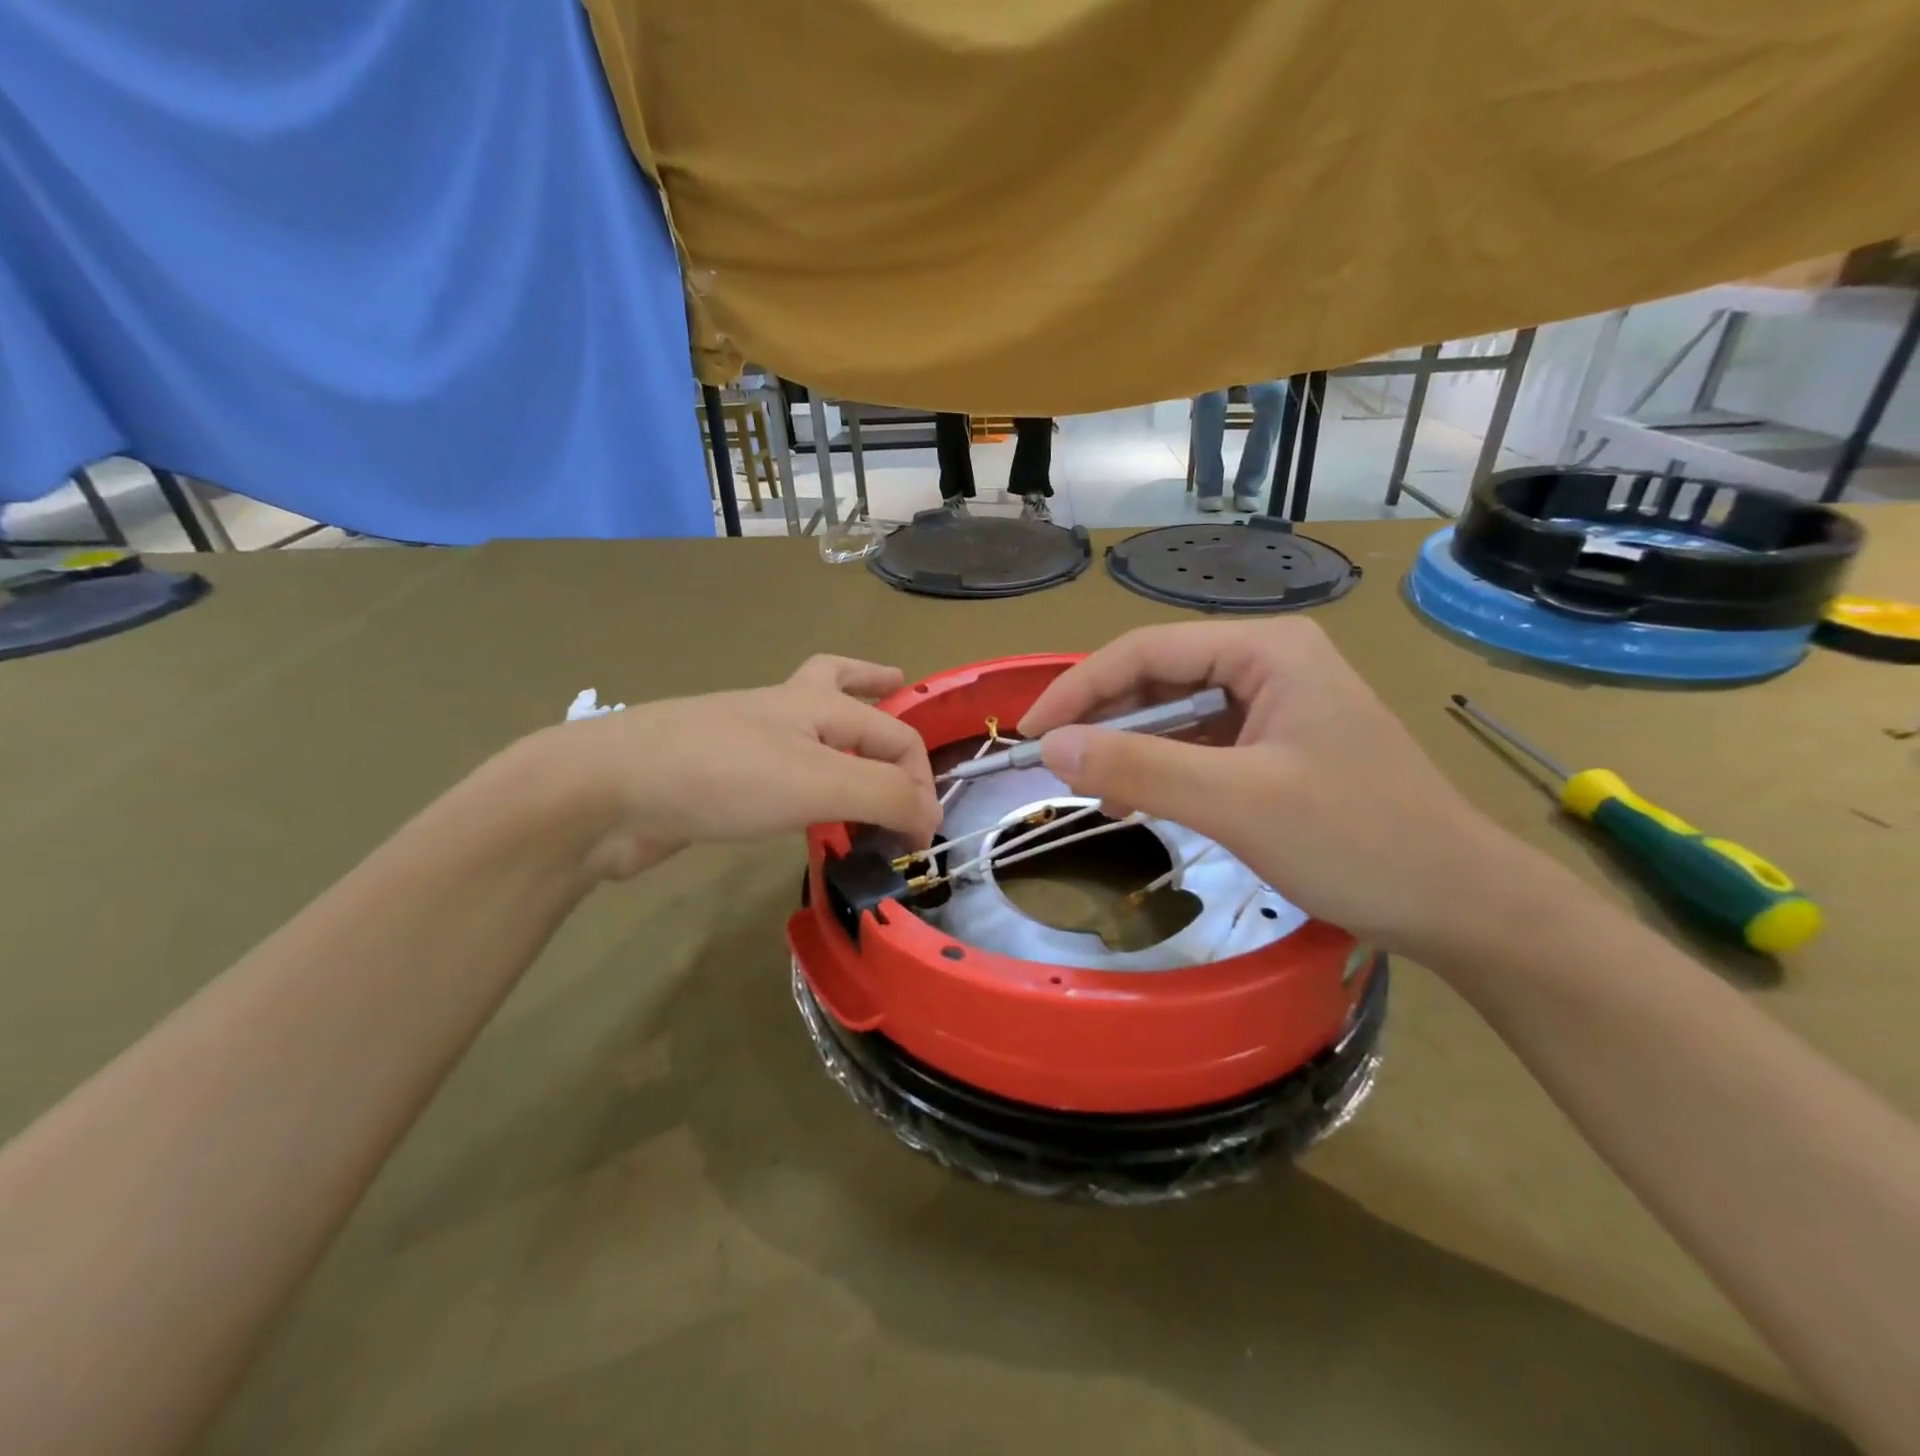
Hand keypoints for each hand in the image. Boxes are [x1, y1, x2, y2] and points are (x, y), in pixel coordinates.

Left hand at [559, 656, 938, 880]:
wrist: (609, 792)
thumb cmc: (725, 775)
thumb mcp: (819, 783)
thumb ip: (883, 796)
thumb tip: (929, 818)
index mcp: (817, 703)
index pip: (895, 733)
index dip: (919, 780)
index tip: (921, 835)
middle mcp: (786, 713)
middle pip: (840, 684)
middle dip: (874, 686)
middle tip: (898, 687)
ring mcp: (748, 744)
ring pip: (809, 731)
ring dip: (842, 736)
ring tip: (863, 756)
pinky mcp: (721, 780)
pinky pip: (781, 774)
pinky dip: (808, 784)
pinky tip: (808, 808)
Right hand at [1018, 620, 1534, 955]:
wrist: (1460, 905)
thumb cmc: (1358, 840)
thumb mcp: (1237, 803)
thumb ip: (1139, 769)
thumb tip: (1050, 748)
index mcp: (1266, 651)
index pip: (1147, 651)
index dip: (1079, 689)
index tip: (1029, 734)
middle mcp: (1269, 664)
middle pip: (1159, 677)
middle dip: (1102, 720)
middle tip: (1053, 767)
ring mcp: (1275, 707)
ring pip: (1176, 715)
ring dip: (1129, 749)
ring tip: (1093, 794)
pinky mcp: (1277, 749)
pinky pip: (1200, 747)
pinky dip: (1161, 771)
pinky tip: (1136, 803)